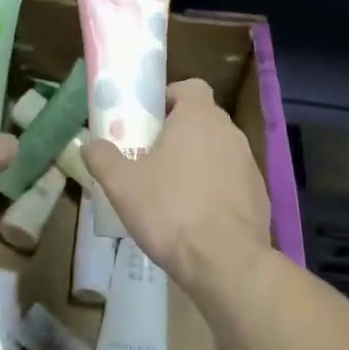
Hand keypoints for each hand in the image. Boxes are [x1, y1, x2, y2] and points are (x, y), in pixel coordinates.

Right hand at [84, 79, 269, 294]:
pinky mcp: (259, 194)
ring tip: (173, 189)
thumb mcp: (122, 185)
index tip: (150, 119)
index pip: (191, 87)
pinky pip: (232, 179)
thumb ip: (102, 158)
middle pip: (203, 118)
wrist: (227, 263)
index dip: (170, 97)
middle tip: (153, 154)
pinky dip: (217, 188)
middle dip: (180, 131)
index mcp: (199, 117)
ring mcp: (249, 163)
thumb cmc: (170, 211)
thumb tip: (89, 144)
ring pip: (218, 149)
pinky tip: (198, 216)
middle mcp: (229, 131)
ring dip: (199, 160)